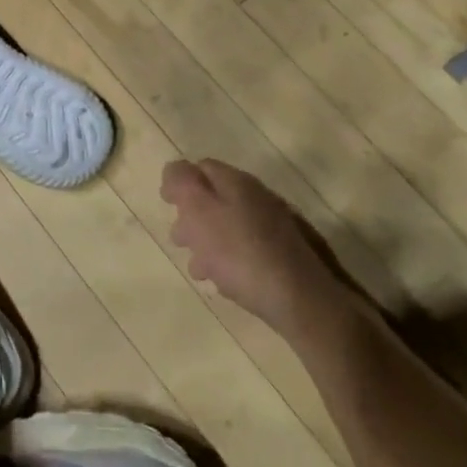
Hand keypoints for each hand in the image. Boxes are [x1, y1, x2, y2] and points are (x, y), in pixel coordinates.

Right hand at [162, 159, 354, 335]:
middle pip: (216, 197)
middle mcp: (259, 197)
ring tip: (198, 268)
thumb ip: (183, 184)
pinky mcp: (285, 254)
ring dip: (209, 242)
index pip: (202, 167)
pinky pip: (248, 249)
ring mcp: (276, 226)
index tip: (166, 205)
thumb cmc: (239, 252)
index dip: (180, 183)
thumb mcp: (200, 212)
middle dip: (193, 217)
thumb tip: (174, 169)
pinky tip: (225, 280)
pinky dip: (230, 259)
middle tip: (180, 241)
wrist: (300, 298)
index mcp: (237, 182)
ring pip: (231, 226)